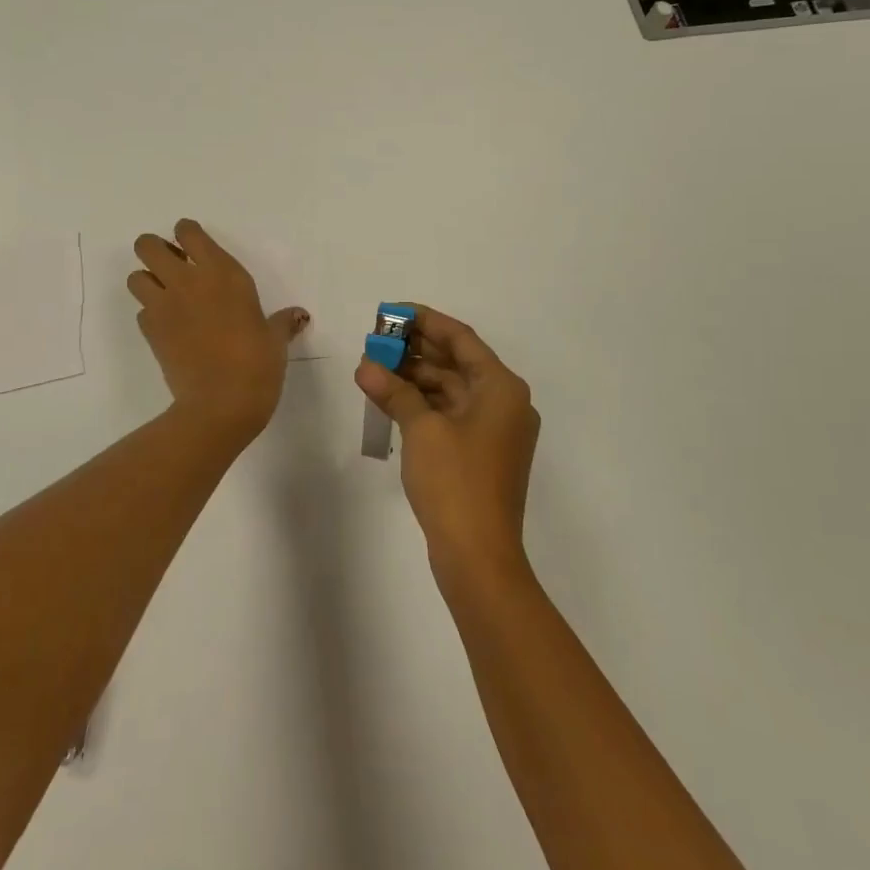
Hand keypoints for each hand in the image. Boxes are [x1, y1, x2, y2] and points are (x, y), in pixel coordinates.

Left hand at [128, 220, 308, 439]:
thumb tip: (298, 316)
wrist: (221, 403)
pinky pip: (141, 312)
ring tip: (165, 295)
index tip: (193, 245)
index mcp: (222, 273)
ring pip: (135, 277)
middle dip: (154, 250)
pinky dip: (150, 315)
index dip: (186, 234)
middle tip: (171, 266)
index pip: (189, 232)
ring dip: (146, 281)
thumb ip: (282, 322)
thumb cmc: (257, 364)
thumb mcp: (275, 340)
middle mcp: (188, 281)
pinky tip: (168, 328)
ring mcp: (164, 306)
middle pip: (148, 245)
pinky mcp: (150, 332)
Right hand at [354, 305, 539, 581]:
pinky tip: (388, 398)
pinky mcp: (480, 453)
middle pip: (456, 362)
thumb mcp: (421, 429)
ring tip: (373, 367)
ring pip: (450, 389)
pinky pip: (449, 414)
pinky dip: (421, 404)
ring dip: (414, 377)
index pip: (460, 338)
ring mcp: (494, 430)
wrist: (479, 557)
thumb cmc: (456, 483)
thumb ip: (394, 390)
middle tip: (375, 340)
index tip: (390, 311)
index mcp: (501, 388)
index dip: (424, 320)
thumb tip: (366, 365)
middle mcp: (504, 402)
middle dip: (415, 349)